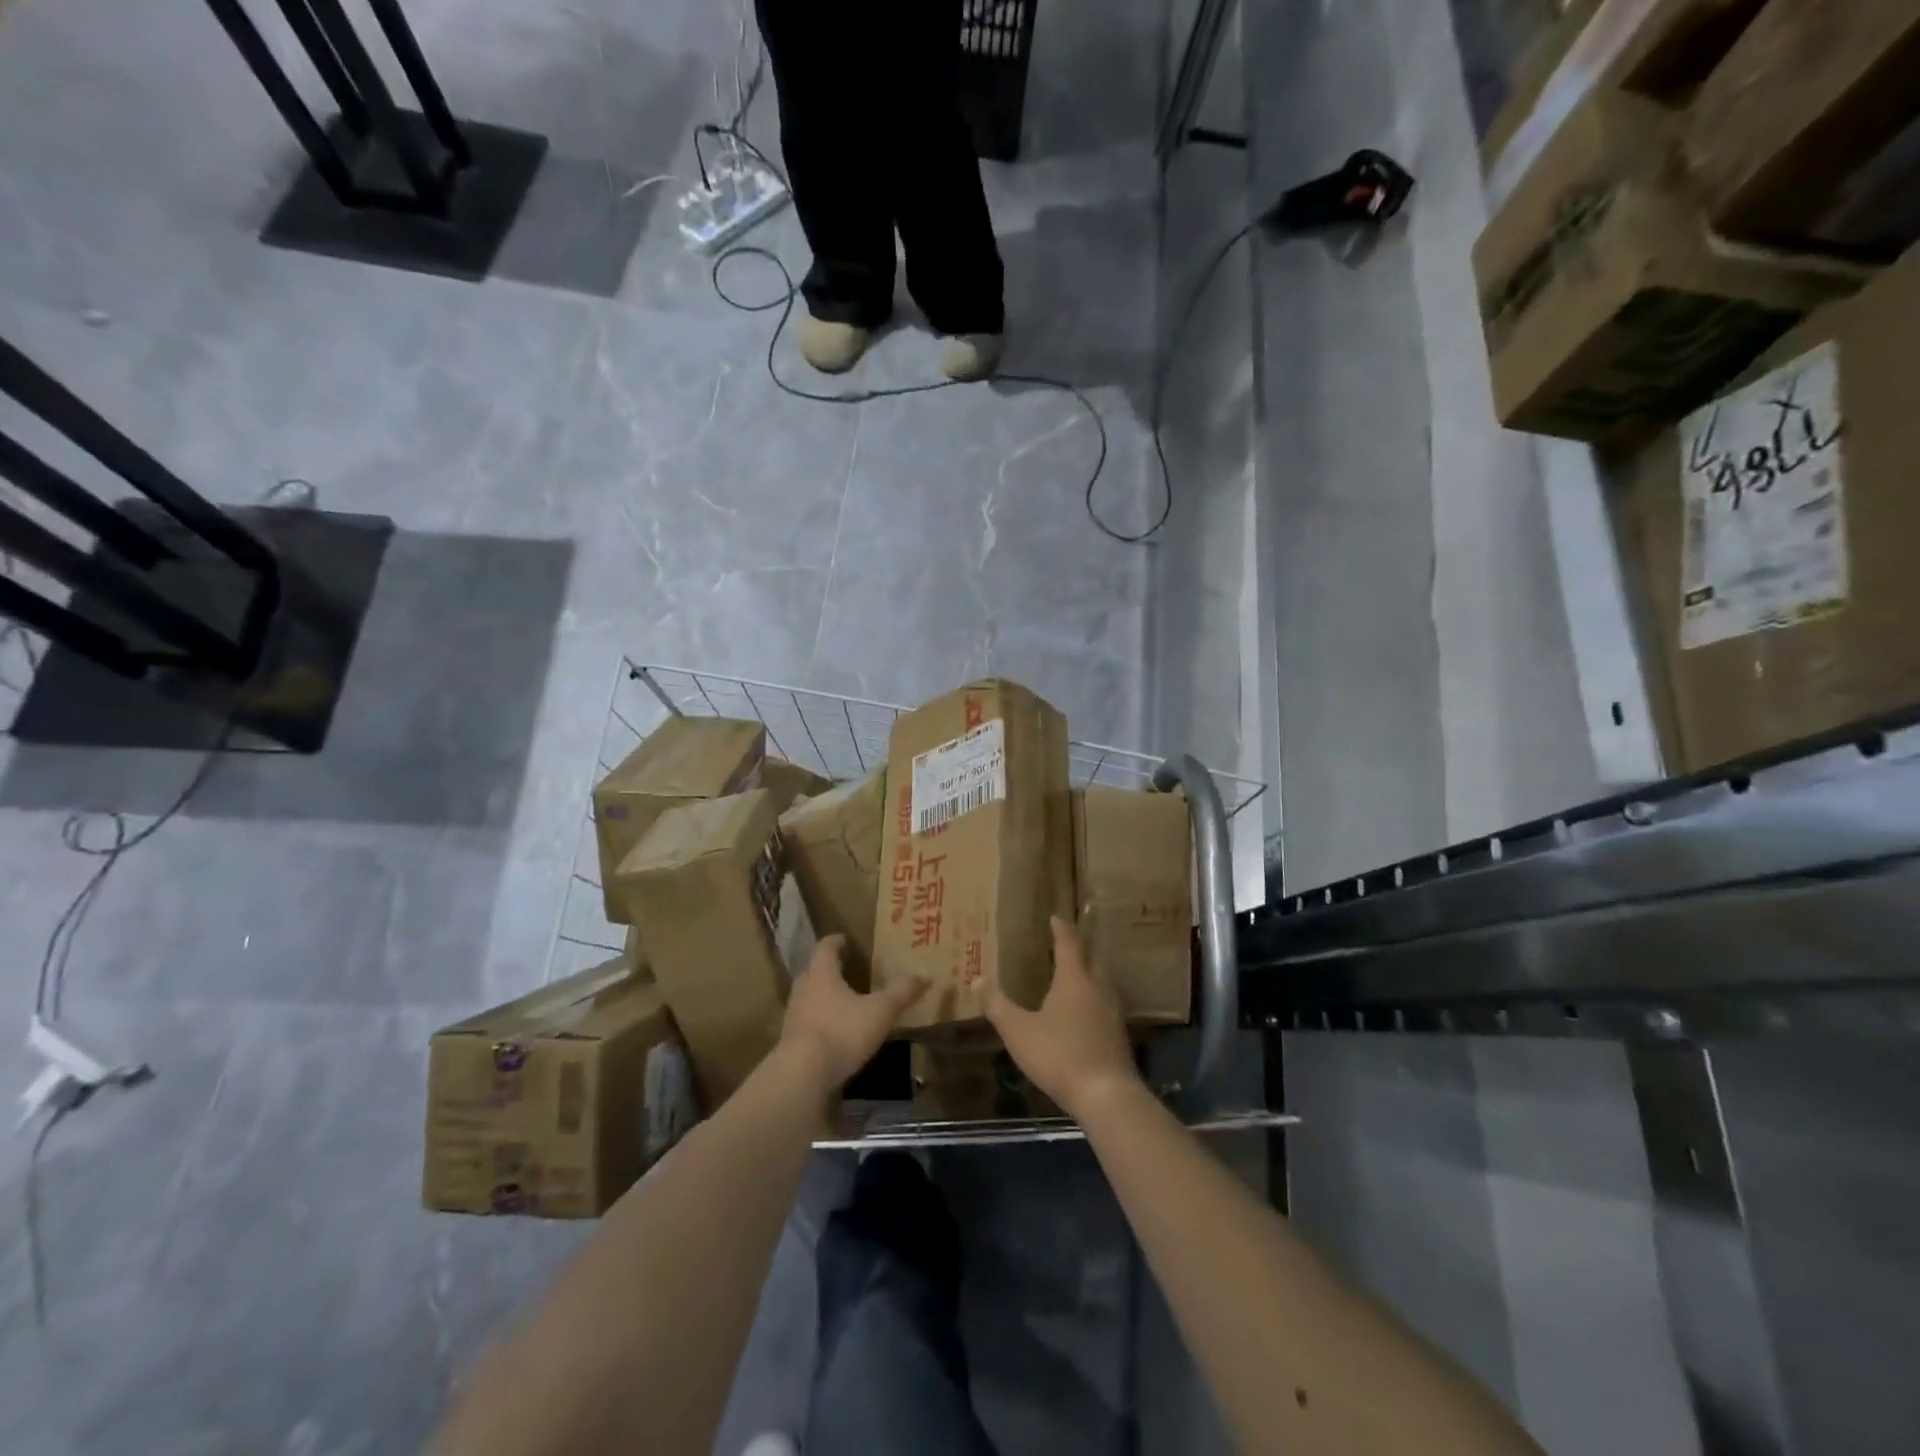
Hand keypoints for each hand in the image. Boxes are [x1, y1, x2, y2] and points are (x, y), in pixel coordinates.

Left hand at [779, 935, 926, 1097]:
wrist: (802, 1074)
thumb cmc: (842, 1030)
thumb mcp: (880, 1011)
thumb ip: (901, 993)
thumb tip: (925, 977)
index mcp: (821, 973)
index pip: (825, 947)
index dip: (835, 941)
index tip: (844, 939)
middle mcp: (803, 988)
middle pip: (813, 971)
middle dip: (828, 968)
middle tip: (845, 968)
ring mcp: (793, 1016)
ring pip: (808, 997)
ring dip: (822, 996)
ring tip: (841, 1000)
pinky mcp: (790, 1041)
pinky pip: (806, 1022)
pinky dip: (819, 1021)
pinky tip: (833, 1031)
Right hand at [988, 916, 1141, 1123]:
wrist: (1106, 1094)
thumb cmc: (1059, 1055)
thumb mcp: (1018, 1031)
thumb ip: (998, 1006)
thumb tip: (978, 979)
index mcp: (1074, 979)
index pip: (1068, 944)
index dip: (1061, 929)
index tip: (1056, 917)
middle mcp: (1097, 988)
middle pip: (1092, 958)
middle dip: (1080, 948)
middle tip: (1066, 942)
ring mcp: (1112, 1012)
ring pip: (1102, 981)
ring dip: (1089, 972)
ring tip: (1075, 973)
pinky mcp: (1119, 1034)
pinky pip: (1105, 1004)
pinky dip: (1094, 997)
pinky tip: (1085, 1011)